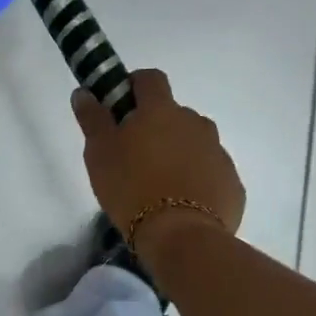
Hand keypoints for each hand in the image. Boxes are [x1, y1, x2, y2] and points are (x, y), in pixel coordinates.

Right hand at [71, 69, 244, 256]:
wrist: (182, 237)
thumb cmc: (131, 188)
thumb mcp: (99, 153)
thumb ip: (92, 118)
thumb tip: (84, 92)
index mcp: (161, 110)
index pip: (151, 78)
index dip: (135, 86)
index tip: (121, 106)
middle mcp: (195, 122)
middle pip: (174, 113)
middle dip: (157, 127)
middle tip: (135, 156)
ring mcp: (218, 152)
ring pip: (195, 142)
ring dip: (179, 152)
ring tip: (160, 184)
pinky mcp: (232, 183)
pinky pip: (211, 172)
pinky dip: (198, 180)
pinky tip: (183, 205)